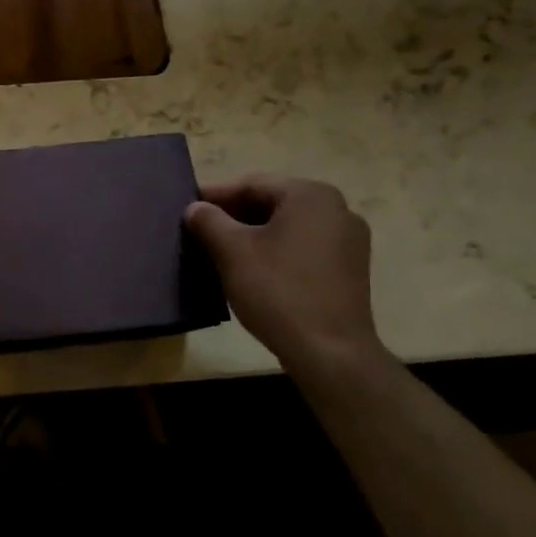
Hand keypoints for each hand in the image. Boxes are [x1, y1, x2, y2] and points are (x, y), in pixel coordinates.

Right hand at [185, 175, 382, 372]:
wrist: (329, 352)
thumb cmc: (278, 291)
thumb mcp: (232, 252)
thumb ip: (208, 221)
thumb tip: (195, 208)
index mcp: (310, 195)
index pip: (251, 184)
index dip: (214, 195)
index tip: (186, 208)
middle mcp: (337, 209)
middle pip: (272, 202)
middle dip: (233, 215)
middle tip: (199, 230)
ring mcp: (348, 240)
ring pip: (287, 226)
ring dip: (252, 234)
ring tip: (219, 250)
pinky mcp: (349, 268)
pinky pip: (302, 246)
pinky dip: (274, 250)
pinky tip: (252, 269)